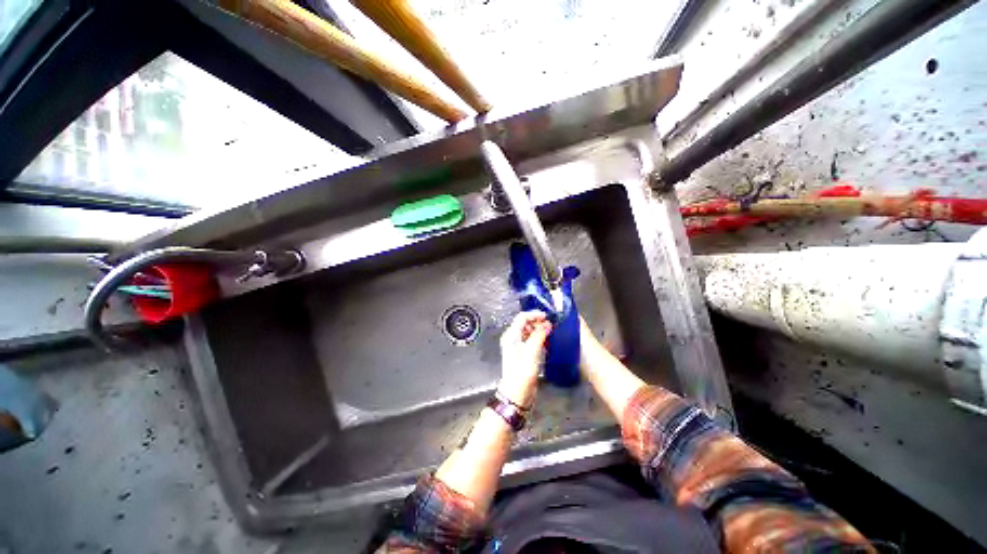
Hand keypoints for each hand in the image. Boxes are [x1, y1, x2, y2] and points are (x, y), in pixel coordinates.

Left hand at [498, 311, 551, 408]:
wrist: (517, 393)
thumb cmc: (522, 371)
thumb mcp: (531, 351)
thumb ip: (539, 335)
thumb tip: (547, 323)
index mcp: (511, 335)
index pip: (522, 317)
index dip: (534, 314)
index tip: (547, 317)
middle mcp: (512, 338)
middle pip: (524, 323)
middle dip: (537, 322)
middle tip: (550, 325)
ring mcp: (517, 346)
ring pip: (528, 332)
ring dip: (538, 330)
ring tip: (550, 331)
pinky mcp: (522, 354)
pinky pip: (530, 340)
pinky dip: (538, 338)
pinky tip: (546, 340)